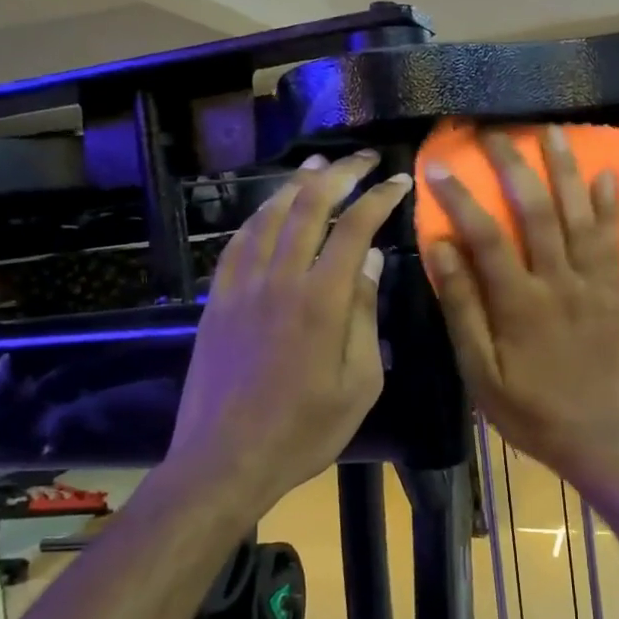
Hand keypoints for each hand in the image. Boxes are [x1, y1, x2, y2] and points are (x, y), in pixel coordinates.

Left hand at [165, 152, 411, 507]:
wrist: (225, 460)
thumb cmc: (305, 430)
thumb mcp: (360, 383)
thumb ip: (366, 316)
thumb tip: (374, 262)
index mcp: (321, 301)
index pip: (355, 228)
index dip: (380, 197)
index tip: (400, 180)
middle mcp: (280, 280)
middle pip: (309, 206)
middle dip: (340, 173)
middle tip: (364, 158)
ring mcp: (242, 287)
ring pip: (269, 215)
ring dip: (296, 184)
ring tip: (319, 165)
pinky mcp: (218, 300)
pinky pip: (237, 242)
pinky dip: (258, 215)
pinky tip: (270, 209)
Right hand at [425, 128, 618, 478]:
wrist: (598, 435)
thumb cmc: (529, 409)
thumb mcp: (481, 373)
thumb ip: (463, 309)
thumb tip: (442, 250)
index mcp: (519, 303)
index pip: (486, 236)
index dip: (461, 197)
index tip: (440, 166)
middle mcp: (558, 281)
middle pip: (536, 210)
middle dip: (514, 166)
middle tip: (495, 132)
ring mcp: (593, 283)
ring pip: (580, 214)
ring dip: (566, 170)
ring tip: (551, 131)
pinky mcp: (615, 290)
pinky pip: (615, 239)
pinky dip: (612, 206)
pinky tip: (607, 175)